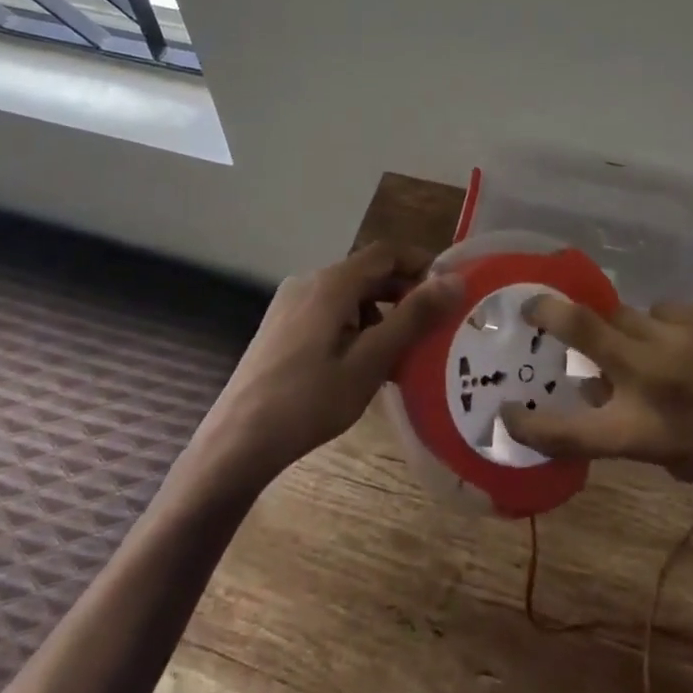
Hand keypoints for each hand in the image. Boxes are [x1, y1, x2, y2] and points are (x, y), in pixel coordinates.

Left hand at [188, 243, 464, 492]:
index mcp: (332, 283)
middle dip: (403, 292)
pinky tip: (363, 362)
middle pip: (366, 272)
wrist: (238, 440)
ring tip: (402, 350)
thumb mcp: (370, 361)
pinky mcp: (281, 325)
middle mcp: (309, 281)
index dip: (420, 264)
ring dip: (380, 311)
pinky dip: (355, 324)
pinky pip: (328, 311)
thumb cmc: (310, 400)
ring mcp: (291, 303)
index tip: (449, 290)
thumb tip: (454, 281)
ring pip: (348, 294)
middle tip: (433, 325)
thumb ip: (412, 318)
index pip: (386, 253)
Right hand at [499, 299, 692, 511]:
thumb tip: (596, 387)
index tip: (506, 411)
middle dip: (545, 311)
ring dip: (623, 329)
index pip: (566, 429)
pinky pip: (664, 310)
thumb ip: (632, 426)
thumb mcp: (681, 460)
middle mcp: (651, 375)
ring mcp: (677, 335)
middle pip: (579, 326)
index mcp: (643, 430)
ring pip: (624, 314)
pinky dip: (665, 326)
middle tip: (531, 306)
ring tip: (646, 346)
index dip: (528, 422)